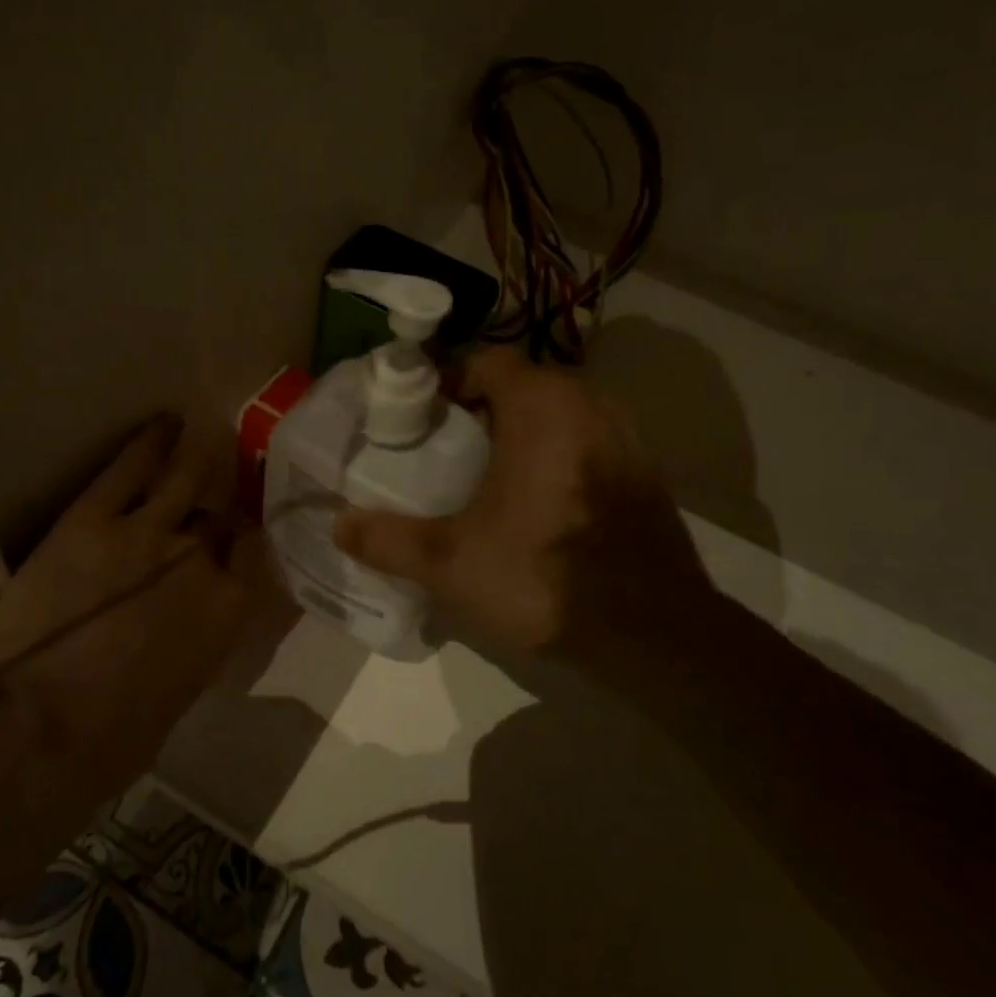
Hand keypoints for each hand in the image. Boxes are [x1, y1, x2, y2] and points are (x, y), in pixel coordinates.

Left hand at [0, 413, 270, 787]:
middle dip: (230, 489)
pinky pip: (128, 469)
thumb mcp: (180, 693)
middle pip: (224, 511)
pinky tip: (161, 424)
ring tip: (206, 426)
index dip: (251, 535)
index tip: (247, 525)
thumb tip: (195, 624)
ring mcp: (147, 532)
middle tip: (233, 464)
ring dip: (199, 449)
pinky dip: (148, 442)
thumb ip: (199, 642)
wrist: (39, 732)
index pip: (255, 553)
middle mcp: (201, 560)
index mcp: (228, 610)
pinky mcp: (92, 520)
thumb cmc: (113, 739)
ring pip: (185, 475)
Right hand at [332, 347, 706, 650]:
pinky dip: (554, 457)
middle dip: (478, 412)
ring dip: (518, 435)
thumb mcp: (452, 562)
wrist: (657, 634)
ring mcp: (625, 437)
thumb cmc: (545, 577)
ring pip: (556, 416)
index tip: (416, 418)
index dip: (446, 382)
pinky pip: (585, 443)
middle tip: (440, 450)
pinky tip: (534, 505)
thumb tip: (338, 525)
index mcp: (544, 404)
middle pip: (520, 387)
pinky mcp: (644, 472)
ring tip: (482, 477)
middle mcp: (591, 403)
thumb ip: (388, 539)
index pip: (486, 361)